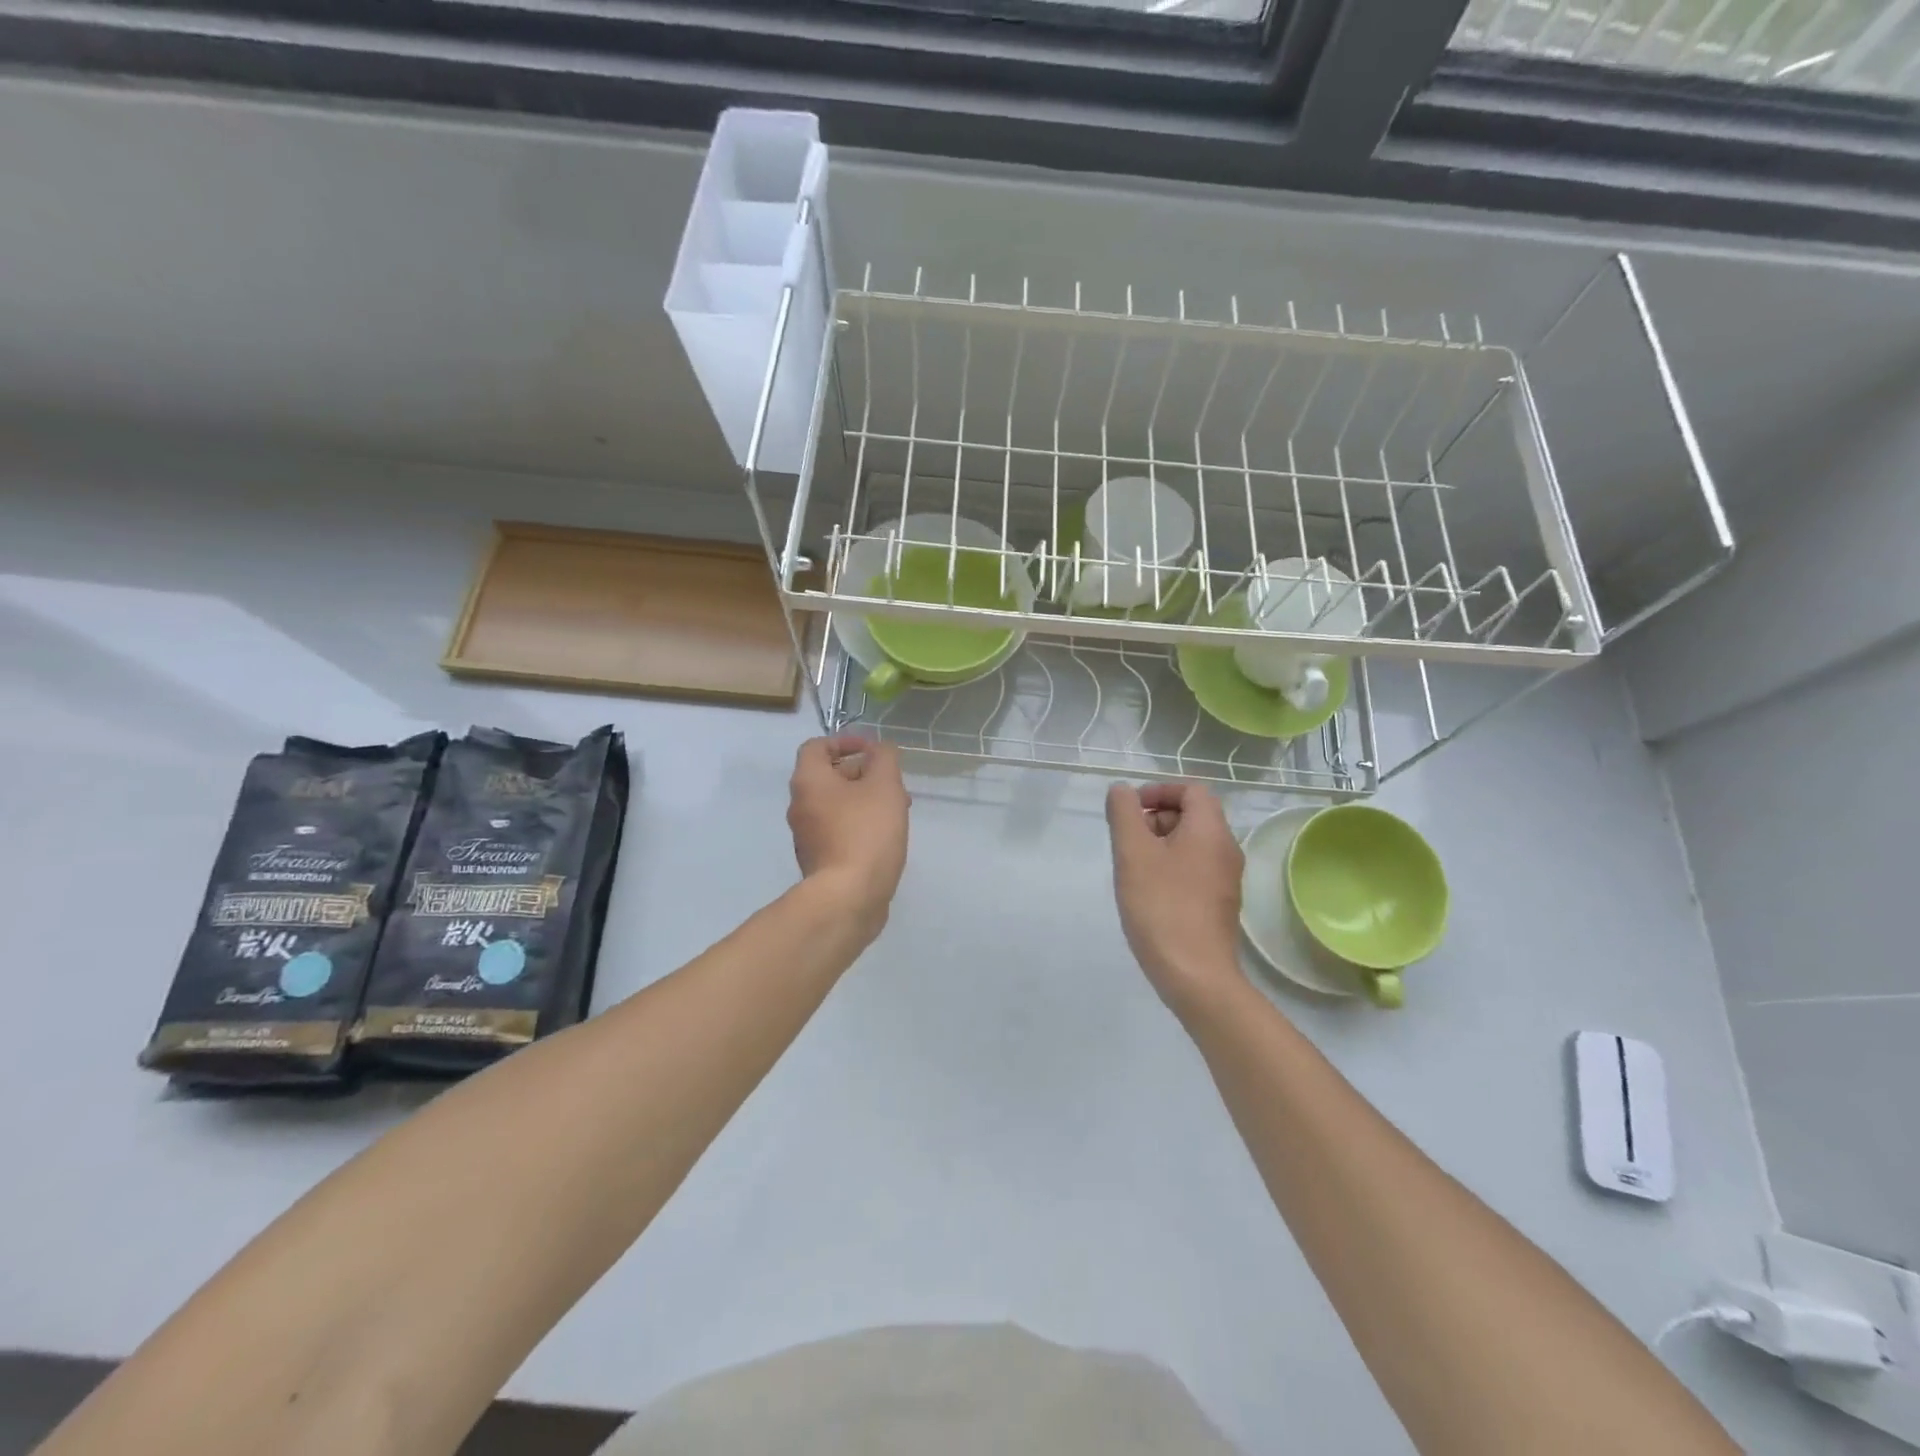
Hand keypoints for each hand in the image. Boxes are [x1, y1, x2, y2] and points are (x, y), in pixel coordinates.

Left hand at [788, 735, 910, 934]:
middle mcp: (800, 806)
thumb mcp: (884, 786)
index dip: (845, 741)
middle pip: (828, 776)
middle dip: (863, 772)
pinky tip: (886, 836)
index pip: (817, 747)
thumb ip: (884, 758)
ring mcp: (807, 836)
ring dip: (864, 799)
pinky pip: (838, 830)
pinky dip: (859, 824)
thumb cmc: (866, 833)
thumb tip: (878, 750)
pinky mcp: (819, 860)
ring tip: (898, 809)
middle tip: (893, 782)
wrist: (848, 897)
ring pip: (836, 805)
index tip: (873, 750)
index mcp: (809, 782)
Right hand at [1105, 782, 1245, 1015]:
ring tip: (1132, 866)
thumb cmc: (1162, 906)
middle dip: (1157, 817)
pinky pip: (1195, 869)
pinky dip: (1170, 866)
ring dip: (1160, 843)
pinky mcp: (1219, 904)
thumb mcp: (1133, 853)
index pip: (1192, 789)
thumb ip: (1124, 814)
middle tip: (1127, 839)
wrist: (1195, 975)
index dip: (1160, 790)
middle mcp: (1226, 849)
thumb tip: (1122, 791)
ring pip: (1192, 843)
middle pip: (1193, 814)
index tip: (1131, 809)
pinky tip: (1147, 890)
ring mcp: (1226, 879)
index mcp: (1210, 830)